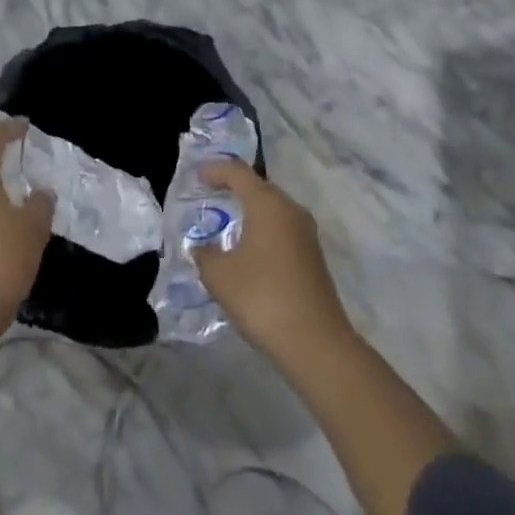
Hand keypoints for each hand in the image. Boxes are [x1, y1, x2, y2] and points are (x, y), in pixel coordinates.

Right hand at [193, 159, 350, 363]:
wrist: (317, 345)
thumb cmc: (263, 298)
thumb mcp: (219, 276)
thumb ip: (205, 254)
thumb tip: (203, 247)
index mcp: (267, 204)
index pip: (238, 172)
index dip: (215, 169)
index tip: (197, 174)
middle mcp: (290, 210)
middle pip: (259, 186)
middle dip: (234, 186)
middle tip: (210, 192)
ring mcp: (306, 234)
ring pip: (273, 209)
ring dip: (251, 209)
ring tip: (228, 219)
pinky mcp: (313, 257)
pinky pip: (282, 229)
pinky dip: (263, 229)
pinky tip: (249, 248)